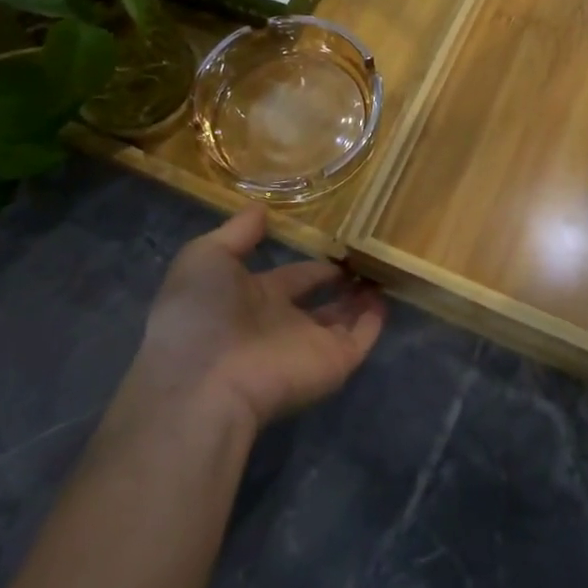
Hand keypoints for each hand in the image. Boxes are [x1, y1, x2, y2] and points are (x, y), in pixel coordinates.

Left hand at [103, 206, 385, 441]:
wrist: (205, 379)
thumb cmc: (200, 313)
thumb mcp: (205, 258)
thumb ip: (237, 233)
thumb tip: (260, 208)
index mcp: (252, 298)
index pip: (291, 278)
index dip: (311, 265)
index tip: (336, 243)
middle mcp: (282, 322)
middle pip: (320, 302)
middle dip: (340, 282)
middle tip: (367, 258)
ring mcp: (309, 344)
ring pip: (344, 320)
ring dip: (362, 299)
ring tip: (386, 270)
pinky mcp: (332, 362)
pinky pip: (360, 340)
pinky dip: (374, 323)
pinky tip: (387, 298)